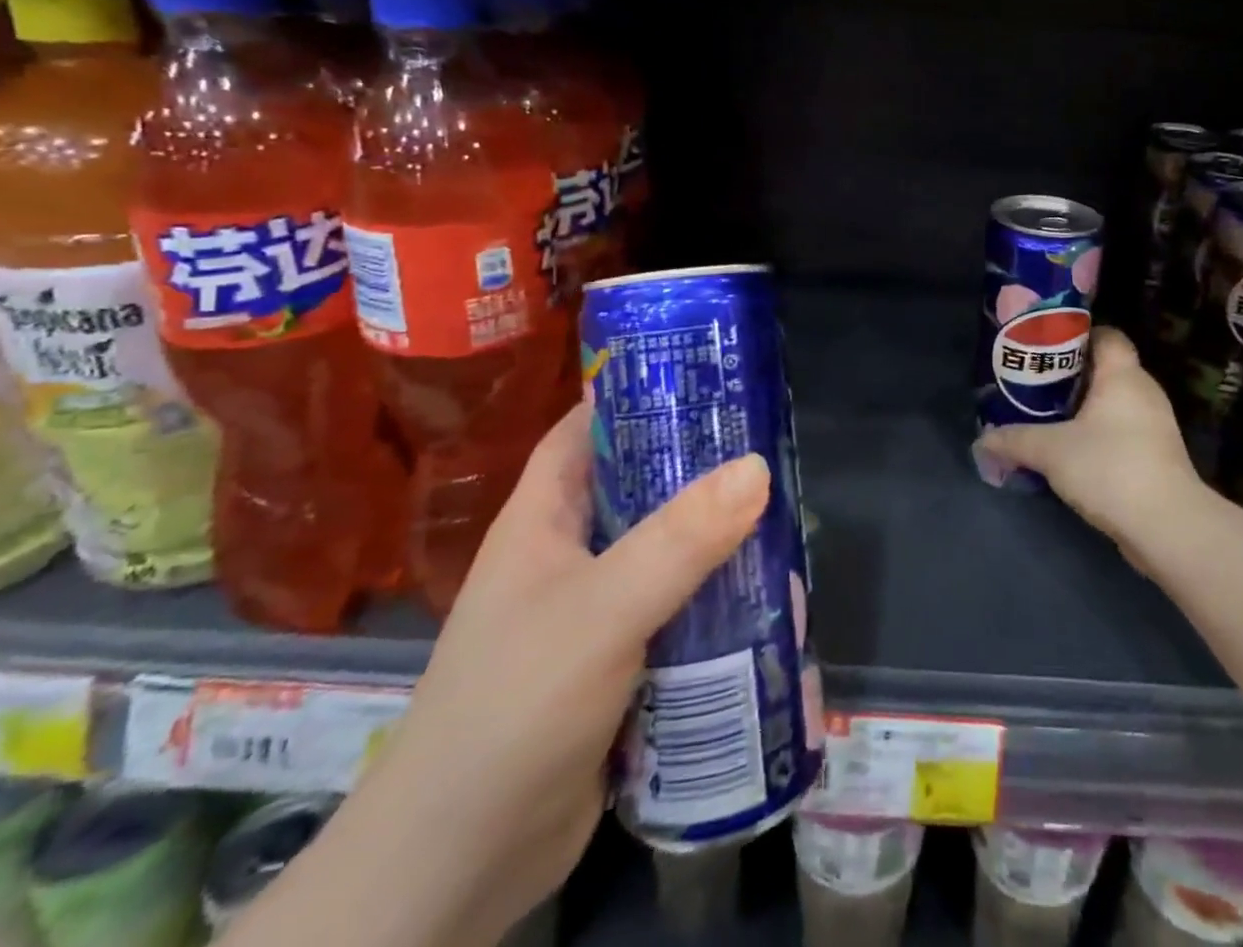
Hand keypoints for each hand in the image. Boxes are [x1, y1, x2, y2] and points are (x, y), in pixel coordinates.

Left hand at [335, 405, 768, 944]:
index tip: (706, 376)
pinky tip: (766, 593)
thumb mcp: (601, 610)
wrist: (458, 867)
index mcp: (542, 519)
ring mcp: (594, 611)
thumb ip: (679, 540)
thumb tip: (758, 466)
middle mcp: (567, 555)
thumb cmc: (513, 708)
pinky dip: (715, 597)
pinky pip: (676, 608)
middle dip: (699, 467)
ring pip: (666, 551)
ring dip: (717, 537)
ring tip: (784, 512)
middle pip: (640, 487)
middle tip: (768, 445)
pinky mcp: (621, 662)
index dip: (638, 394)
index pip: (586, 429)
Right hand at [976, 328, 1204, 550]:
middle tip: (1036, 384)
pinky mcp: (1157, 456)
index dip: (1078, 336)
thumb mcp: (1050, 451)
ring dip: (1084, 410)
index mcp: (1123, 375)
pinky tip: (1072, 452)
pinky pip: (1122, 432)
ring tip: (1048, 418)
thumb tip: (981, 440)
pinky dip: (1099, 435)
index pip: (1107, 335)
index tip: (1047, 348)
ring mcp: (1155, 425)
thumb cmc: (1109, 467)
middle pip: (1107, 369)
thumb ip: (1014, 440)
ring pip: (1114, 404)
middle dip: (1072, 376)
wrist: (1167, 526)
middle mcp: (1144, 392)